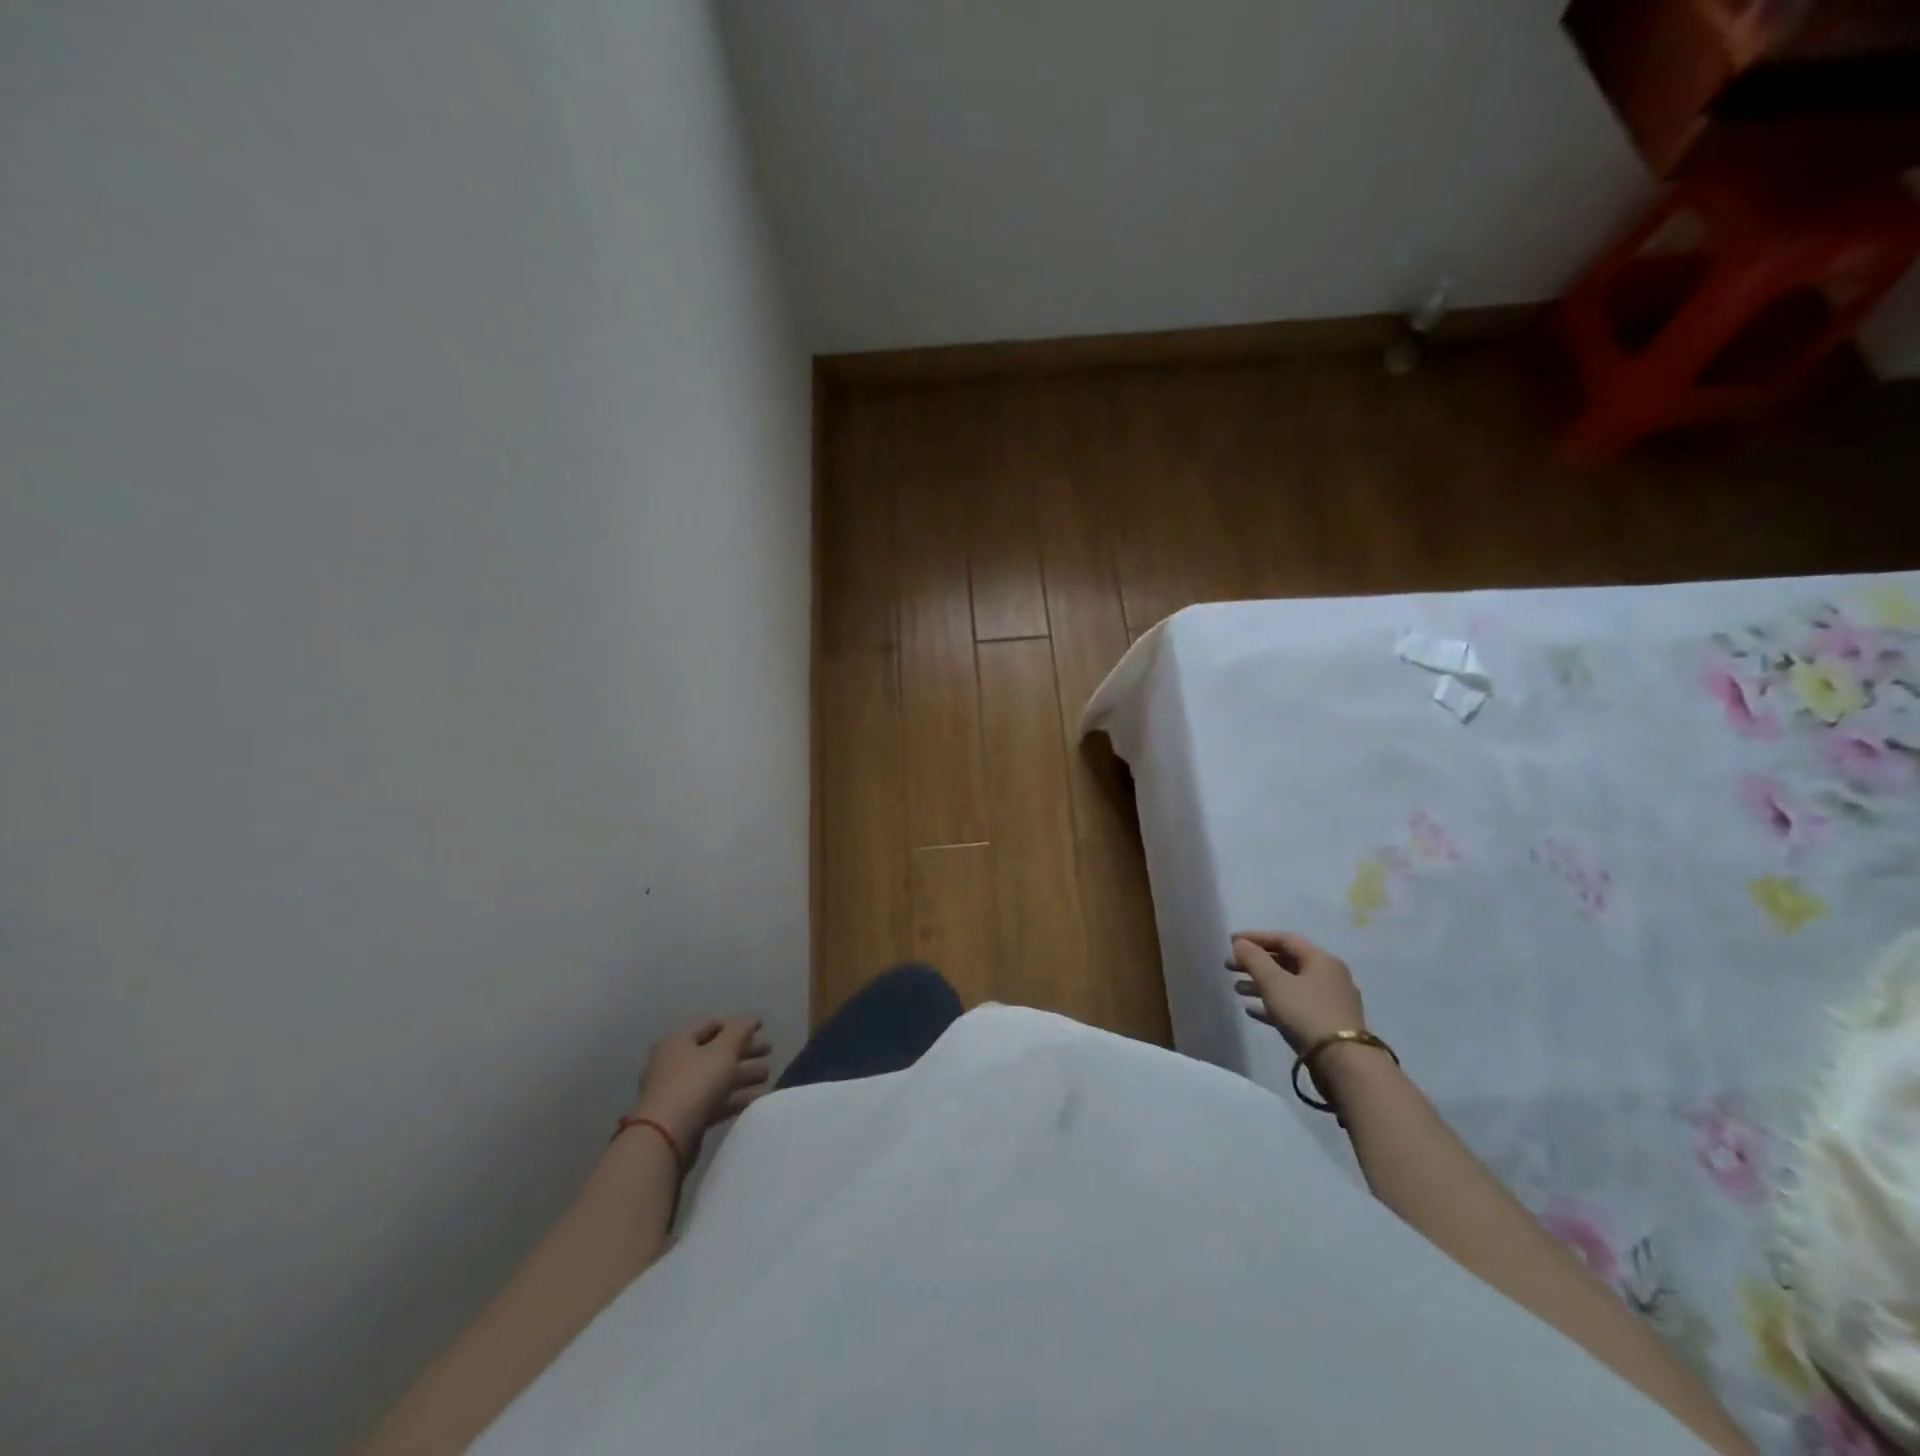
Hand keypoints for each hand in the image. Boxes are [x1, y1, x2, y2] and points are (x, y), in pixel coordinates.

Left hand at [630, 1017, 771, 1162]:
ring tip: (768, 1075)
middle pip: (716, 1052)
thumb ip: (740, 1030)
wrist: (666, 1137)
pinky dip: (734, 1097)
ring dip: (743, 1075)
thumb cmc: (695, 1082)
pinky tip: (756, 1097)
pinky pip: (714, 1100)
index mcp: (678, 1041)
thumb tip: (753, 1017)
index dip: (738, 1026)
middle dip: (744, 1051)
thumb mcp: (723, 1050)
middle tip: (769, 1052)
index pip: (712, 1025)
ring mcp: (678, 1092)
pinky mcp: (684, 1117)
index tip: (761, 1030)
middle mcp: (674, 1063)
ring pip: (716, 1077)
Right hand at [1228, 932, 1365, 1051]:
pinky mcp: (1327, 1024)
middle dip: (1256, 963)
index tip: (1231, 942)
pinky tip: (1252, 1010)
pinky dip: (1273, 1004)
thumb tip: (1240, 943)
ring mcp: (1330, 1002)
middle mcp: (1329, 976)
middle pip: (1286, 962)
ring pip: (1290, 985)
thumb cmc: (1306, 1013)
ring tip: (1237, 989)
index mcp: (1320, 960)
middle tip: (1230, 966)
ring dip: (1261, 984)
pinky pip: (1295, 1006)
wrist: (1343, 1062)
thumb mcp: (1274, 982)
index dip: (1256, 938)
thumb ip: (1254, 959)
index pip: (1284, 939)